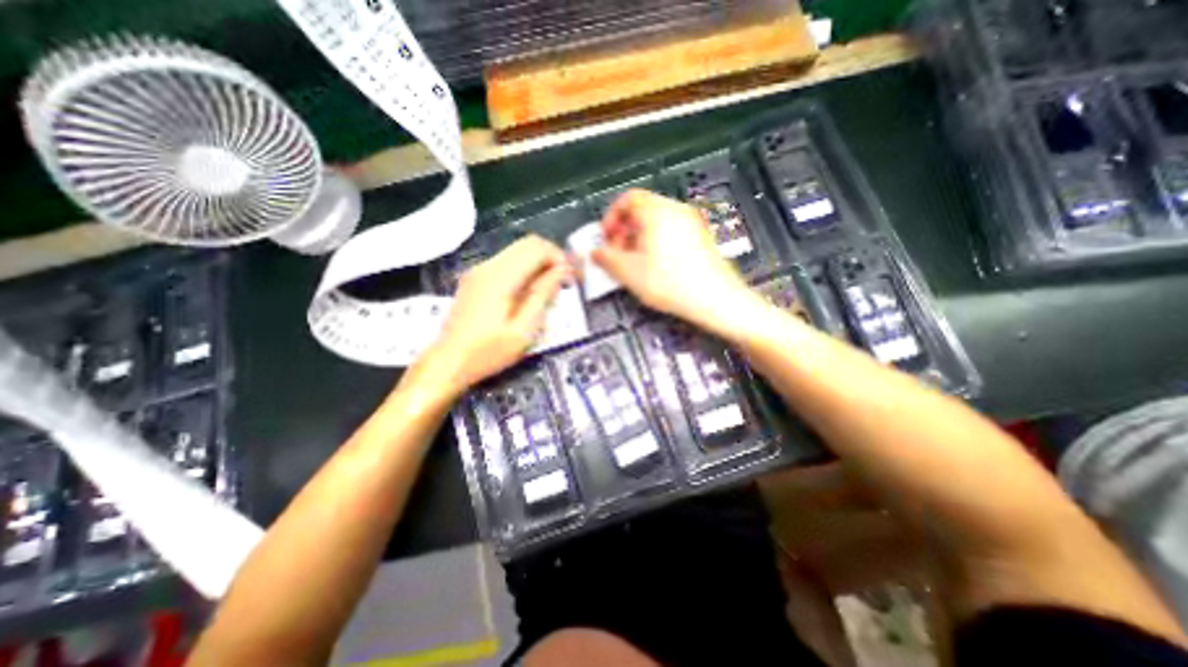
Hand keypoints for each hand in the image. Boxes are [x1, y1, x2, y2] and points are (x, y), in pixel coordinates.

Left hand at [427, 234, 574, 391]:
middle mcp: (488, 266)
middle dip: (552, 258)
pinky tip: (530, 292)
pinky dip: (525, 269)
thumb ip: (543, 296)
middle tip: (565, 281)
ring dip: (539, 264)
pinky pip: (508, 262)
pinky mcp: (476, 278)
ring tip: (550, 289)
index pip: (537, 248)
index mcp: (500, 277)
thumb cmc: (488, 352)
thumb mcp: (523, 330)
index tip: (572, 278)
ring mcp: (480, 271)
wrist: (448, 363)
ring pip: (518, 251)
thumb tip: (562, 271)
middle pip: (528, 244)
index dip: (560, 257)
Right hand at [595, 186, 750, 332]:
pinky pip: (670, 232)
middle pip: (642, 210)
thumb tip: (596, 253)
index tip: (606, 237)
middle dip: (623, 231)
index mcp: (657, 212)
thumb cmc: (673, 283)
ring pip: (656, 222)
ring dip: (638, 238)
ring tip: (634, 263)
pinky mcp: (699, 238)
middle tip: (616, 253)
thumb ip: (606, 259)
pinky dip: (656, 243)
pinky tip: (653, 266)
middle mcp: (676, 211)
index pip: (627, 199)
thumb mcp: (629, 272)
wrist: (714, 298)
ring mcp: (691, 223)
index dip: (611, 217)